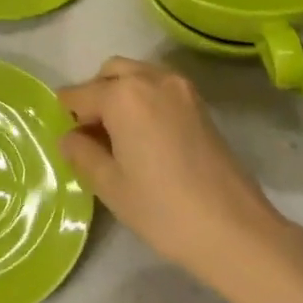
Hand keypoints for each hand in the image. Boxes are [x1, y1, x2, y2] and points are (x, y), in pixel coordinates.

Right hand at [58, 57, 285, 288]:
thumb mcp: (111, 186)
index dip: (67, 115)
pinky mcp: (199, 103)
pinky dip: (144, 98)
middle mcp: (151, 78)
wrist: (235, 229)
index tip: (67, 139)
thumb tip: (68, 138)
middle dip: (95, 95)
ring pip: (136, 74)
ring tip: (119, 136)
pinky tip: (145, 136)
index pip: (80, 94)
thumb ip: (82, 154)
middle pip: (110, 73)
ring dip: (120, 93)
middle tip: (92, 135)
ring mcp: (180, 87)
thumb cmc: (163, 209)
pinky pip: (159, 86)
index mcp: (123, 94)